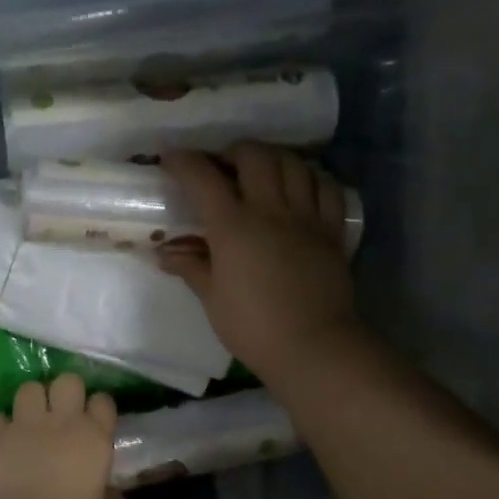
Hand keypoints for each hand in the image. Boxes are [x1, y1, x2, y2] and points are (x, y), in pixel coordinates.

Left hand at [0, 375, 122, 498]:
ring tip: (30, 418)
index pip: (103, 401)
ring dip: (32, 399)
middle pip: (67, 381)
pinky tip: (2, 433)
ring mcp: (25, 424)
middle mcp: (62, 422)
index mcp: (94, 439)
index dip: (98, 407)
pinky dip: (0, 420)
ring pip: (30, 387)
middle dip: (65, 391)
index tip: (94, 420)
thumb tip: (113, 492)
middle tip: (61, 411)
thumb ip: (107, 498)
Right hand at [158, 144, 363, 382]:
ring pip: (294, 164)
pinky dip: (312, 178)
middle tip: (223, 166)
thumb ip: (192, 267)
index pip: (203, 177)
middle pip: (255, 156)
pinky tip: (302, 186)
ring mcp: (306, 218)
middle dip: (233, 151)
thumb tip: (166, 253)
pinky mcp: (332, 231)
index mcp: (233, 227)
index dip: (183, 162)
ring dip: (273, 159)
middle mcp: (271, 210)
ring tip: (262, 172)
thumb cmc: (253, 327)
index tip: (171, 160)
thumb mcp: (213, 299)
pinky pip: (327, 188)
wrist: (313, 347)